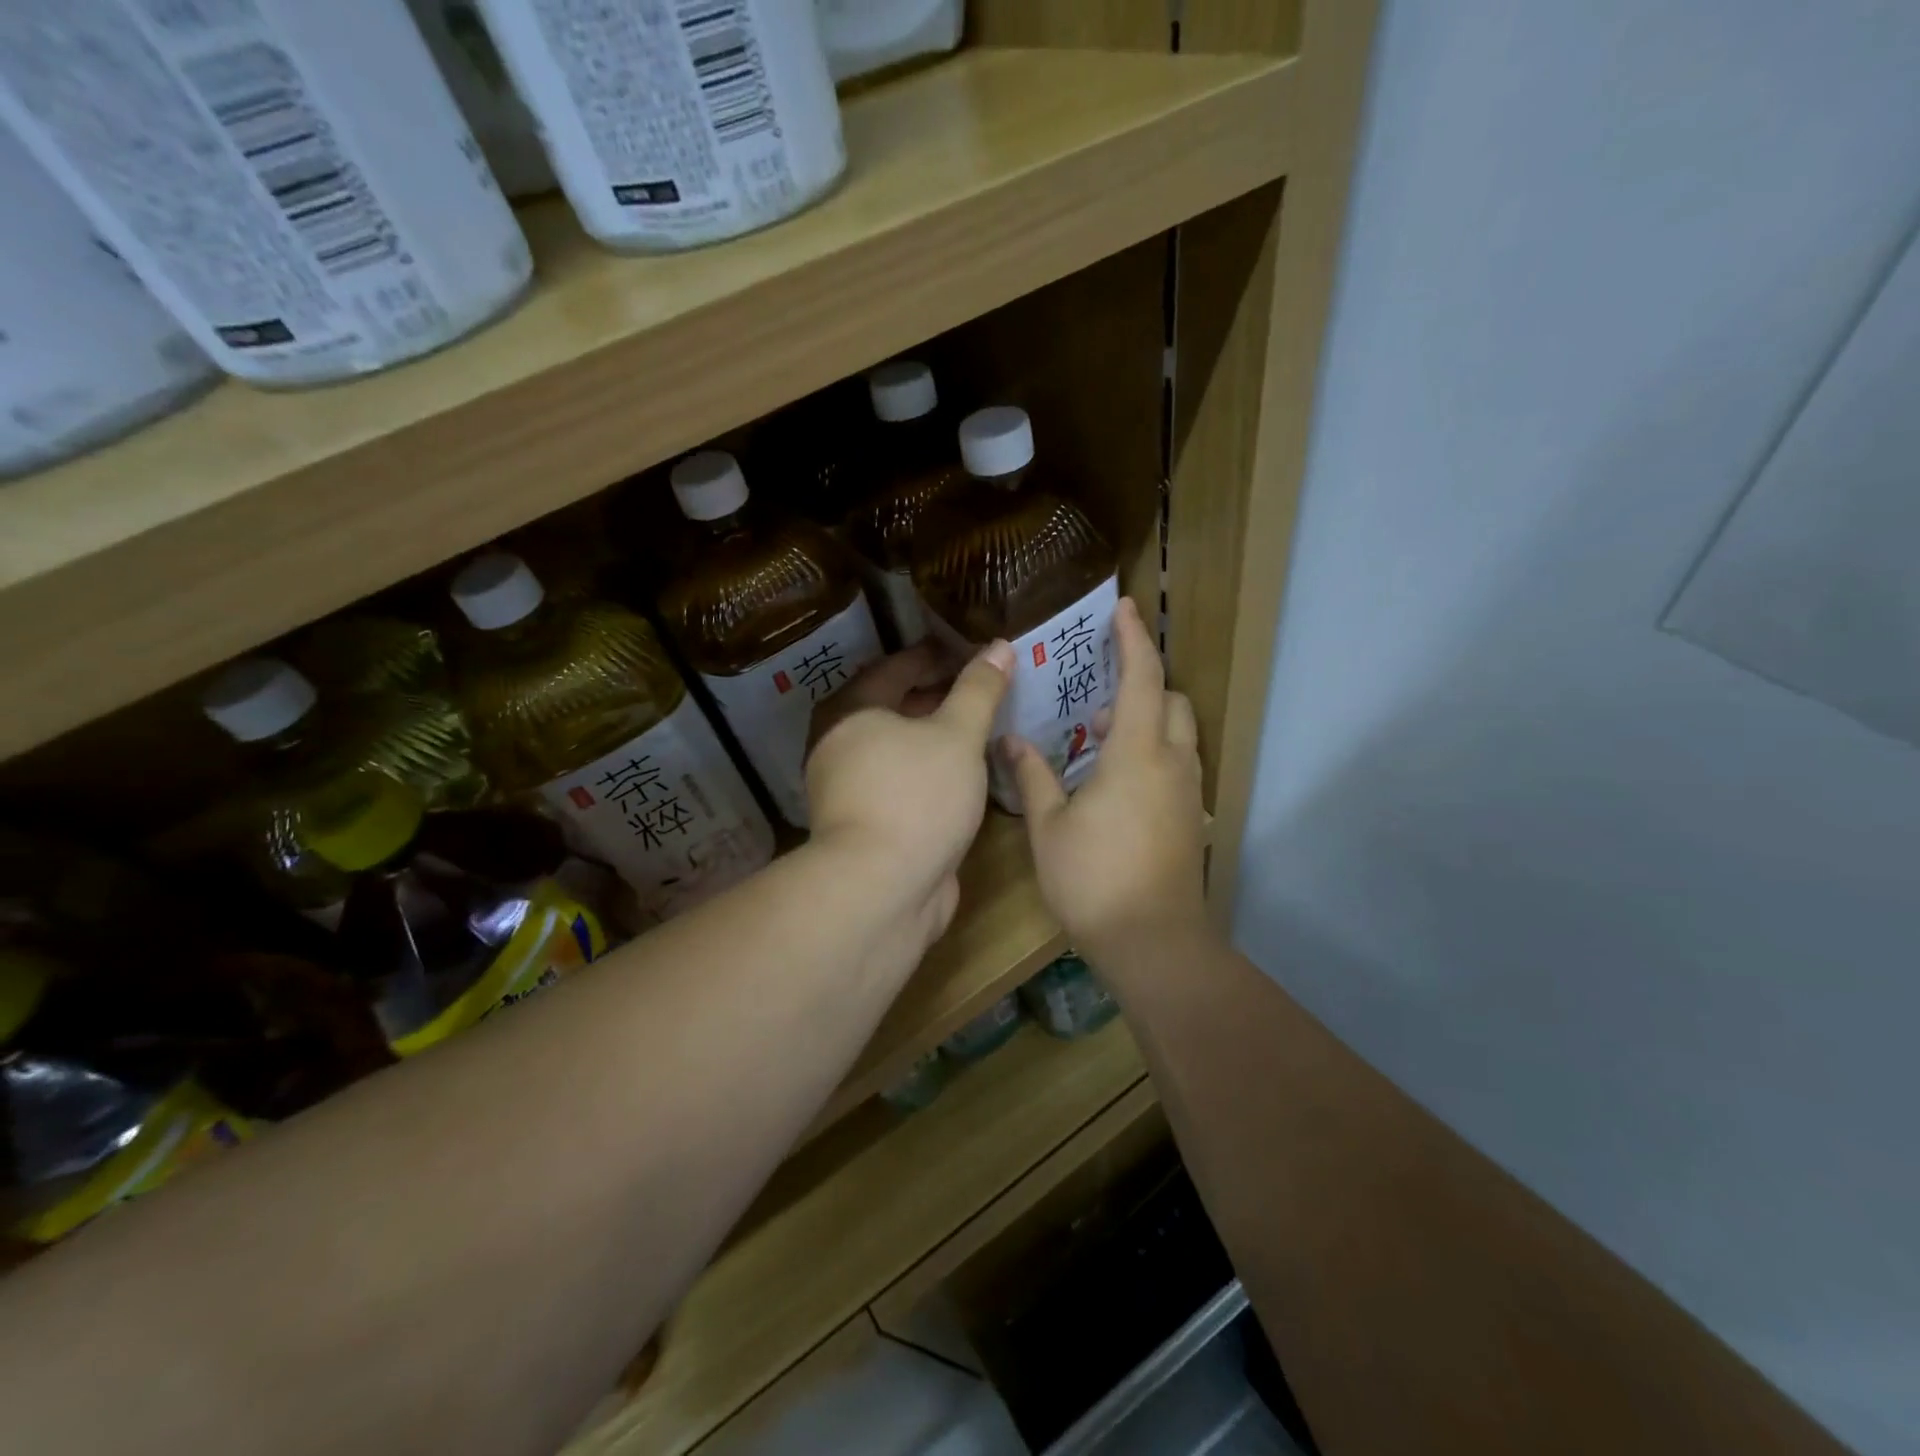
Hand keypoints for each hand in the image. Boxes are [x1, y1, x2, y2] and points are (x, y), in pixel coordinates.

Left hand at [807, 640, 1013, 952]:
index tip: (969, 651)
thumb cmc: (917, 796)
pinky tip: (965, 773)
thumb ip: (979, 689)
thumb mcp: (957, 735)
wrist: (882, 890)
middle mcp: (840, 746)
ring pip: (899, 749)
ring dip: (935, 737)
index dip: (933, 657)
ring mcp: (851, 789)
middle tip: (980, 687)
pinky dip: (932, 770)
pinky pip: (904, 781)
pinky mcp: (868, 825)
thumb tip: (1000, 645)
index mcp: (849, 713)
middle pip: (893, 708)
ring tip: (979, 727)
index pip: (894, 669)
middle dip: (936, 696)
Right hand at [1004, 596, 1208, 969]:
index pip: (1143, 678)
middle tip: (1100, 696)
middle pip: (1173, 700)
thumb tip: (1008, 741)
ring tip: (1100, 738)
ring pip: (1179, 734)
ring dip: (1148, 720)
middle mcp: (1173, 763)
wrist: (1153, 942)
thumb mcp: (1049, 826)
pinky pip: (1177, 763)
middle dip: (1144, 683)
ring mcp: (1187, 792)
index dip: (1134, 639)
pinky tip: (1115, 781)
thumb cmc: (1094, 879)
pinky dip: (1154, 751)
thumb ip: (1032, 776)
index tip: (1124, 608)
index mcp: (1137, 754)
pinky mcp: (1190, 818)